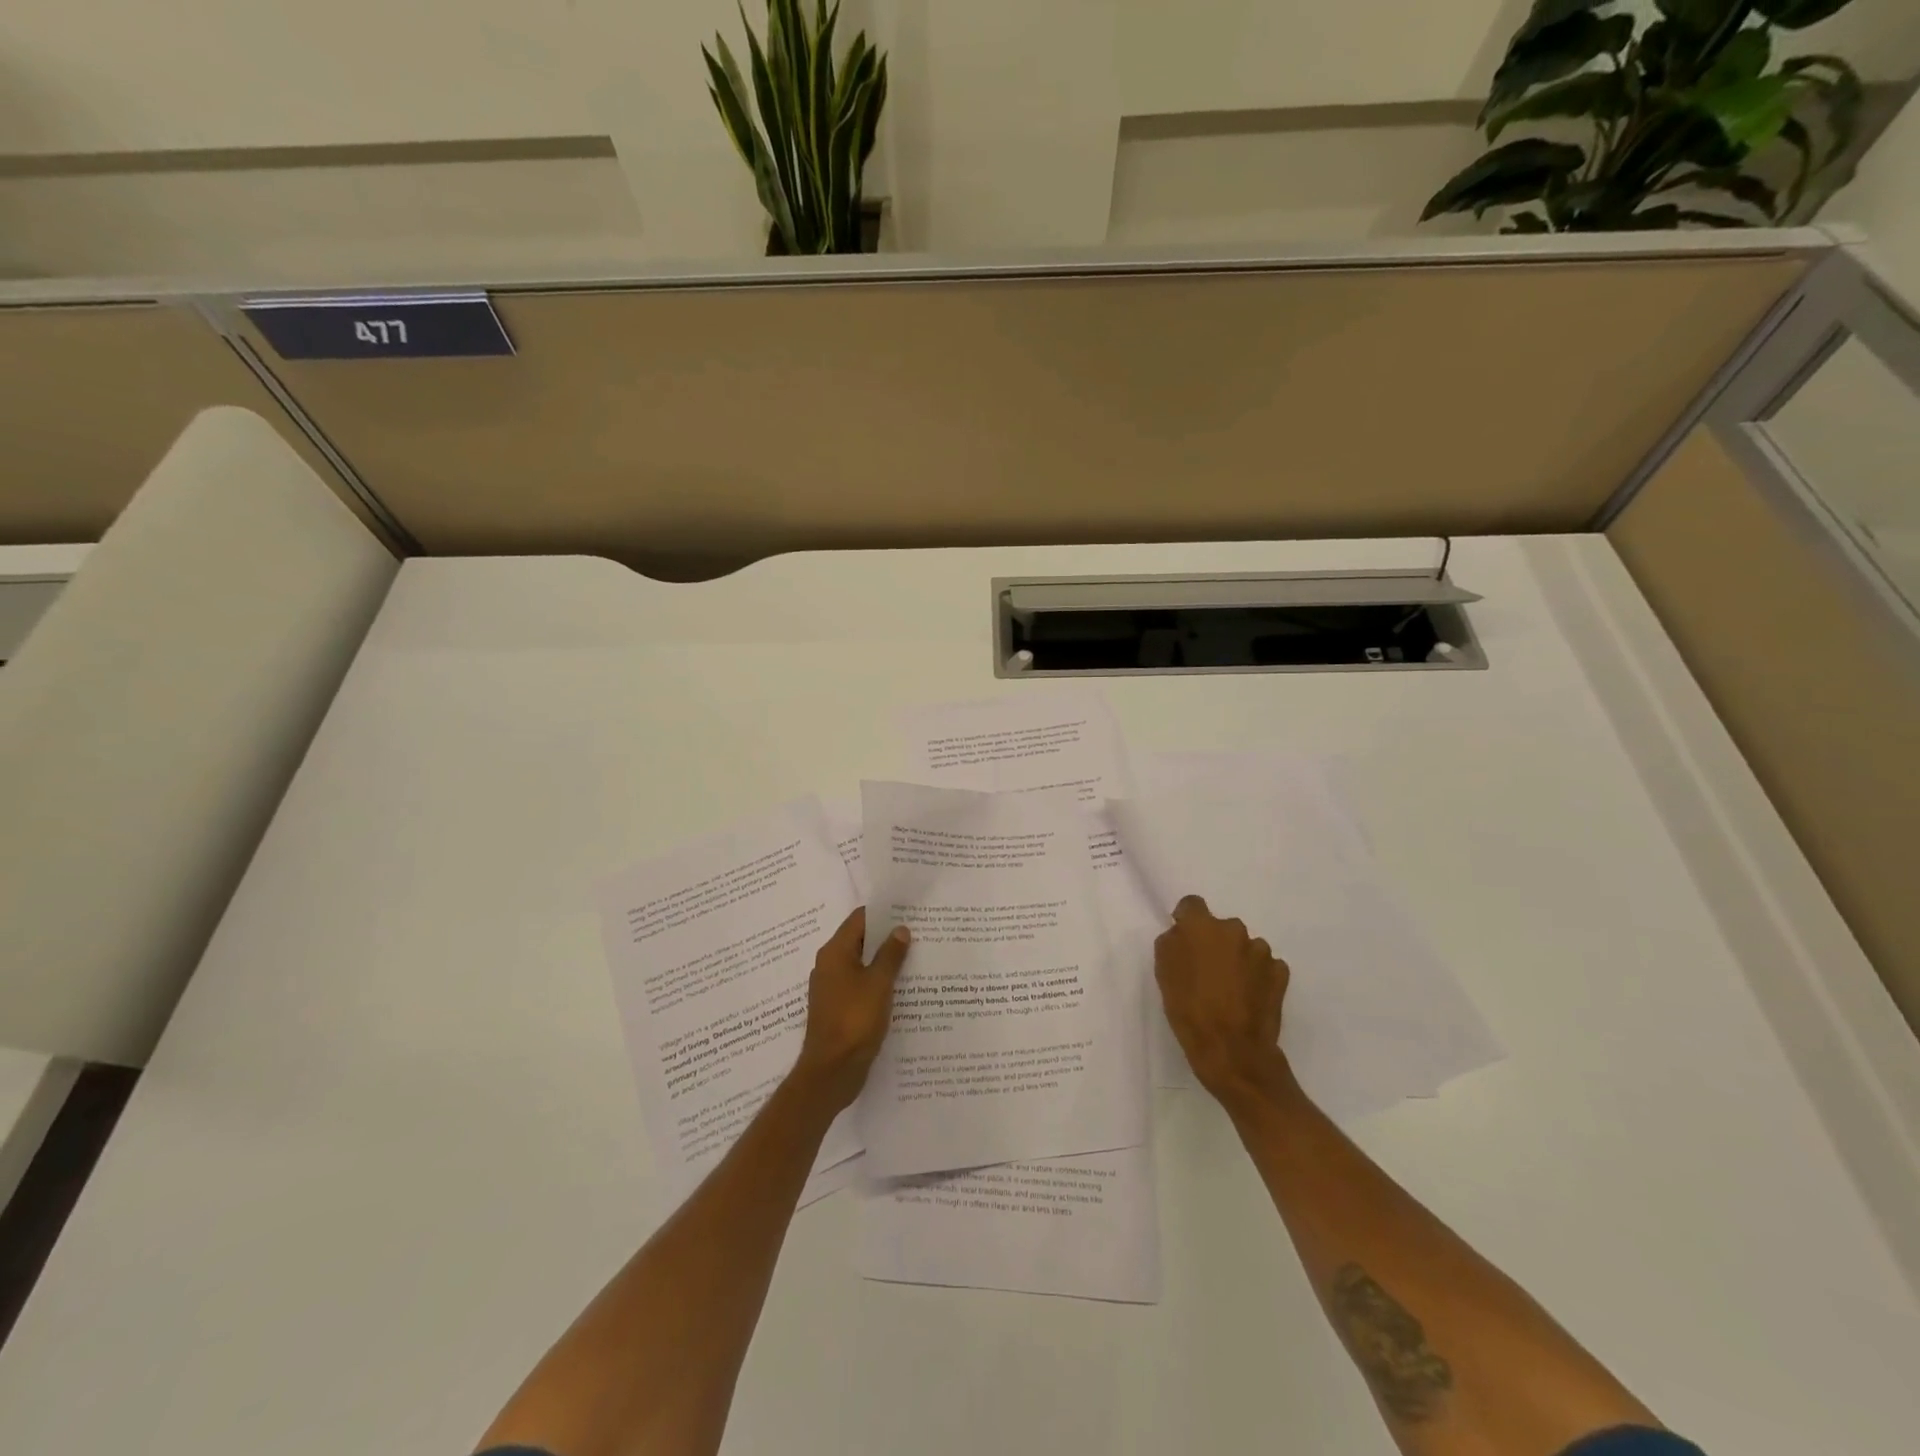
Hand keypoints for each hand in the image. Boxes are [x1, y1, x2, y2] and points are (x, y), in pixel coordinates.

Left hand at [793, 908, 910, 1109]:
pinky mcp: (839, 1009)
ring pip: (862, 965)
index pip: (859, 919)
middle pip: (860, 940)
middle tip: (919, 932)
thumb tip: (900, 929)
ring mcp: (833, 988)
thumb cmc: (854, 1021)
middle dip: (887, 937)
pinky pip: (861, 986)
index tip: (908, 910)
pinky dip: (878, 983)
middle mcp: (829, 965)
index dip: (883, 913)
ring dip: (884, 961)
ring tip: (916, 957)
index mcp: (835, 953)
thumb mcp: (878, 984)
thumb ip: (890, 954)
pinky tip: (902, 988)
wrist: (831, 1072)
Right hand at [1154, 894, 1292, 1105]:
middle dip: (1214, 943)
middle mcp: (1234, 930)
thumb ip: (1172, 943)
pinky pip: (1264, 966)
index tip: (1184, 941)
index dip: (1186, 920)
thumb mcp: (1163, 973)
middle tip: (1206, 971)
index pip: (1191, 904)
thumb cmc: (1189, 1009)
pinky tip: (1248, 998)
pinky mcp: (1280, 973)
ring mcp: (1261, 952)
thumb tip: (1181, 934)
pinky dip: (1256, 976)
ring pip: (1244, 947)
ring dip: (1237, 959)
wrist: (1232, 1050)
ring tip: (1230, 989)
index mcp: (1202, 926)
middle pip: (1220, 928)